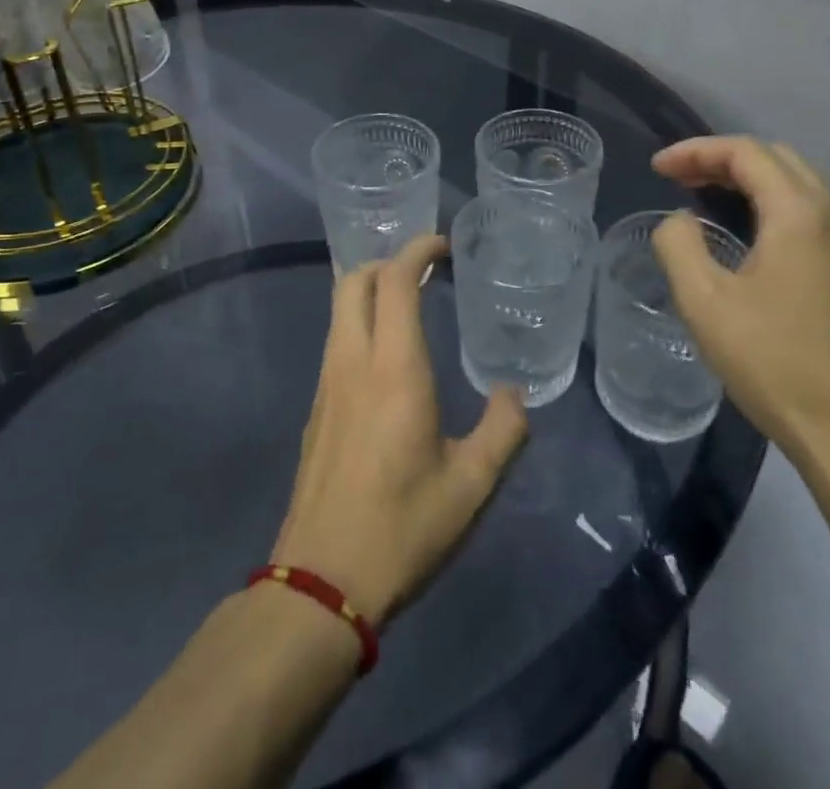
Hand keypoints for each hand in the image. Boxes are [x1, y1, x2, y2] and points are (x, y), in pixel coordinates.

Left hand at [271, 234, 528, 626]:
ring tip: (410, 307)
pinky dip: (359, 324)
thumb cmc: (402, 528)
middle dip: (386, 261)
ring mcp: (326, 384)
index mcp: (393, 368)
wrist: (319, 583)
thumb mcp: (471, 487)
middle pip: (353, 280)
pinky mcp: (316, 409)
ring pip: (339, 309)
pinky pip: (335, 341)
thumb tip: (513, 394)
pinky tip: (386, 359)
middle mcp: (352, 361)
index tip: (443, 245)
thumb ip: (502, 431)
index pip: (395, 280)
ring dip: (370, 291)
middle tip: (424, 272)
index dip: (417, 249)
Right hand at [651, 136, 829, 461]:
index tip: (658, 169)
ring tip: (706, 199)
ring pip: (798, 184)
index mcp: (800, 214)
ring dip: (749, 180)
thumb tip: (681, 221)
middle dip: (722, 159)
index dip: (695, 151)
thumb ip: (679, 244)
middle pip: (776, 158)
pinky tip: (748, 235)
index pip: (746, 152)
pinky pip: (812, 212)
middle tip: (680, 179)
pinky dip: (772, 204)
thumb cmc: (774, 363)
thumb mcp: (704, 302)